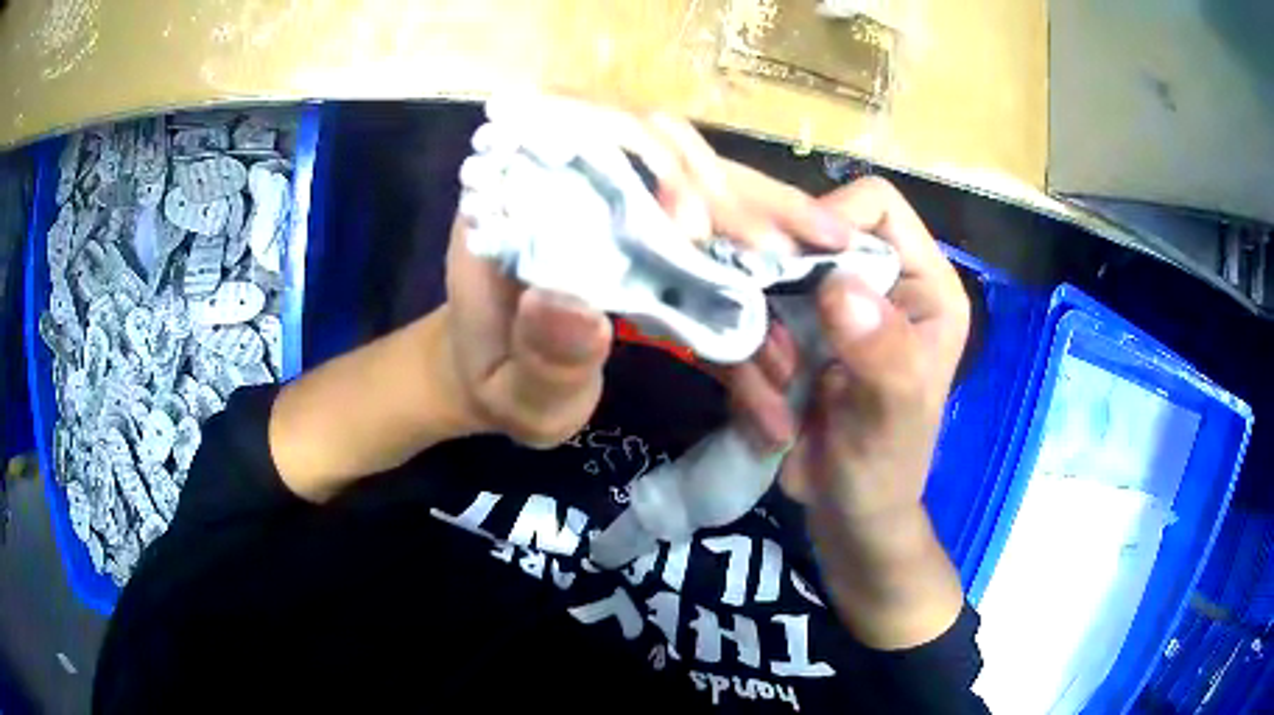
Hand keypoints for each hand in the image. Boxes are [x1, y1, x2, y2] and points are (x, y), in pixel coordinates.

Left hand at [444, 102, 852, 449]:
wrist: (498, 374)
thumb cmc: (497, 384)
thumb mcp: (513, 393)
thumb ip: (542, 361)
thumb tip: (578, 305)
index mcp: (511, 202)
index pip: (580, 141)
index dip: (644, 167)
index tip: (696, 226)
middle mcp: (562, 177)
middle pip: (654, 146)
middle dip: (731, 190)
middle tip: (800, 239)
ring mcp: (606, 191)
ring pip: (691, 169)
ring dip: (759, 201)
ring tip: (824, 236)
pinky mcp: (637, 217)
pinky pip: (702, 206)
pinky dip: (754, 225)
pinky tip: (798, 247)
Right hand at [755, 176, 969, 649]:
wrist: (847, 516)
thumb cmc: (887, 469)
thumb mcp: (893, 417)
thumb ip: (881, 354)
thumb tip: (841, 286)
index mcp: (920, 283)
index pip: (873, 203)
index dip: (830, 220)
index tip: (798, 275)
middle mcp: (871, 283)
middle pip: (802, 235)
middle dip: (777, 299)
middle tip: (779, 361)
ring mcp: (823, 310)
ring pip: (760, 284)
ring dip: (758, 349)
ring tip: (780, 404)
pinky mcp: (784, 338)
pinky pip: (741, 327)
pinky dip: (743, 374)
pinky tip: (769, 422)